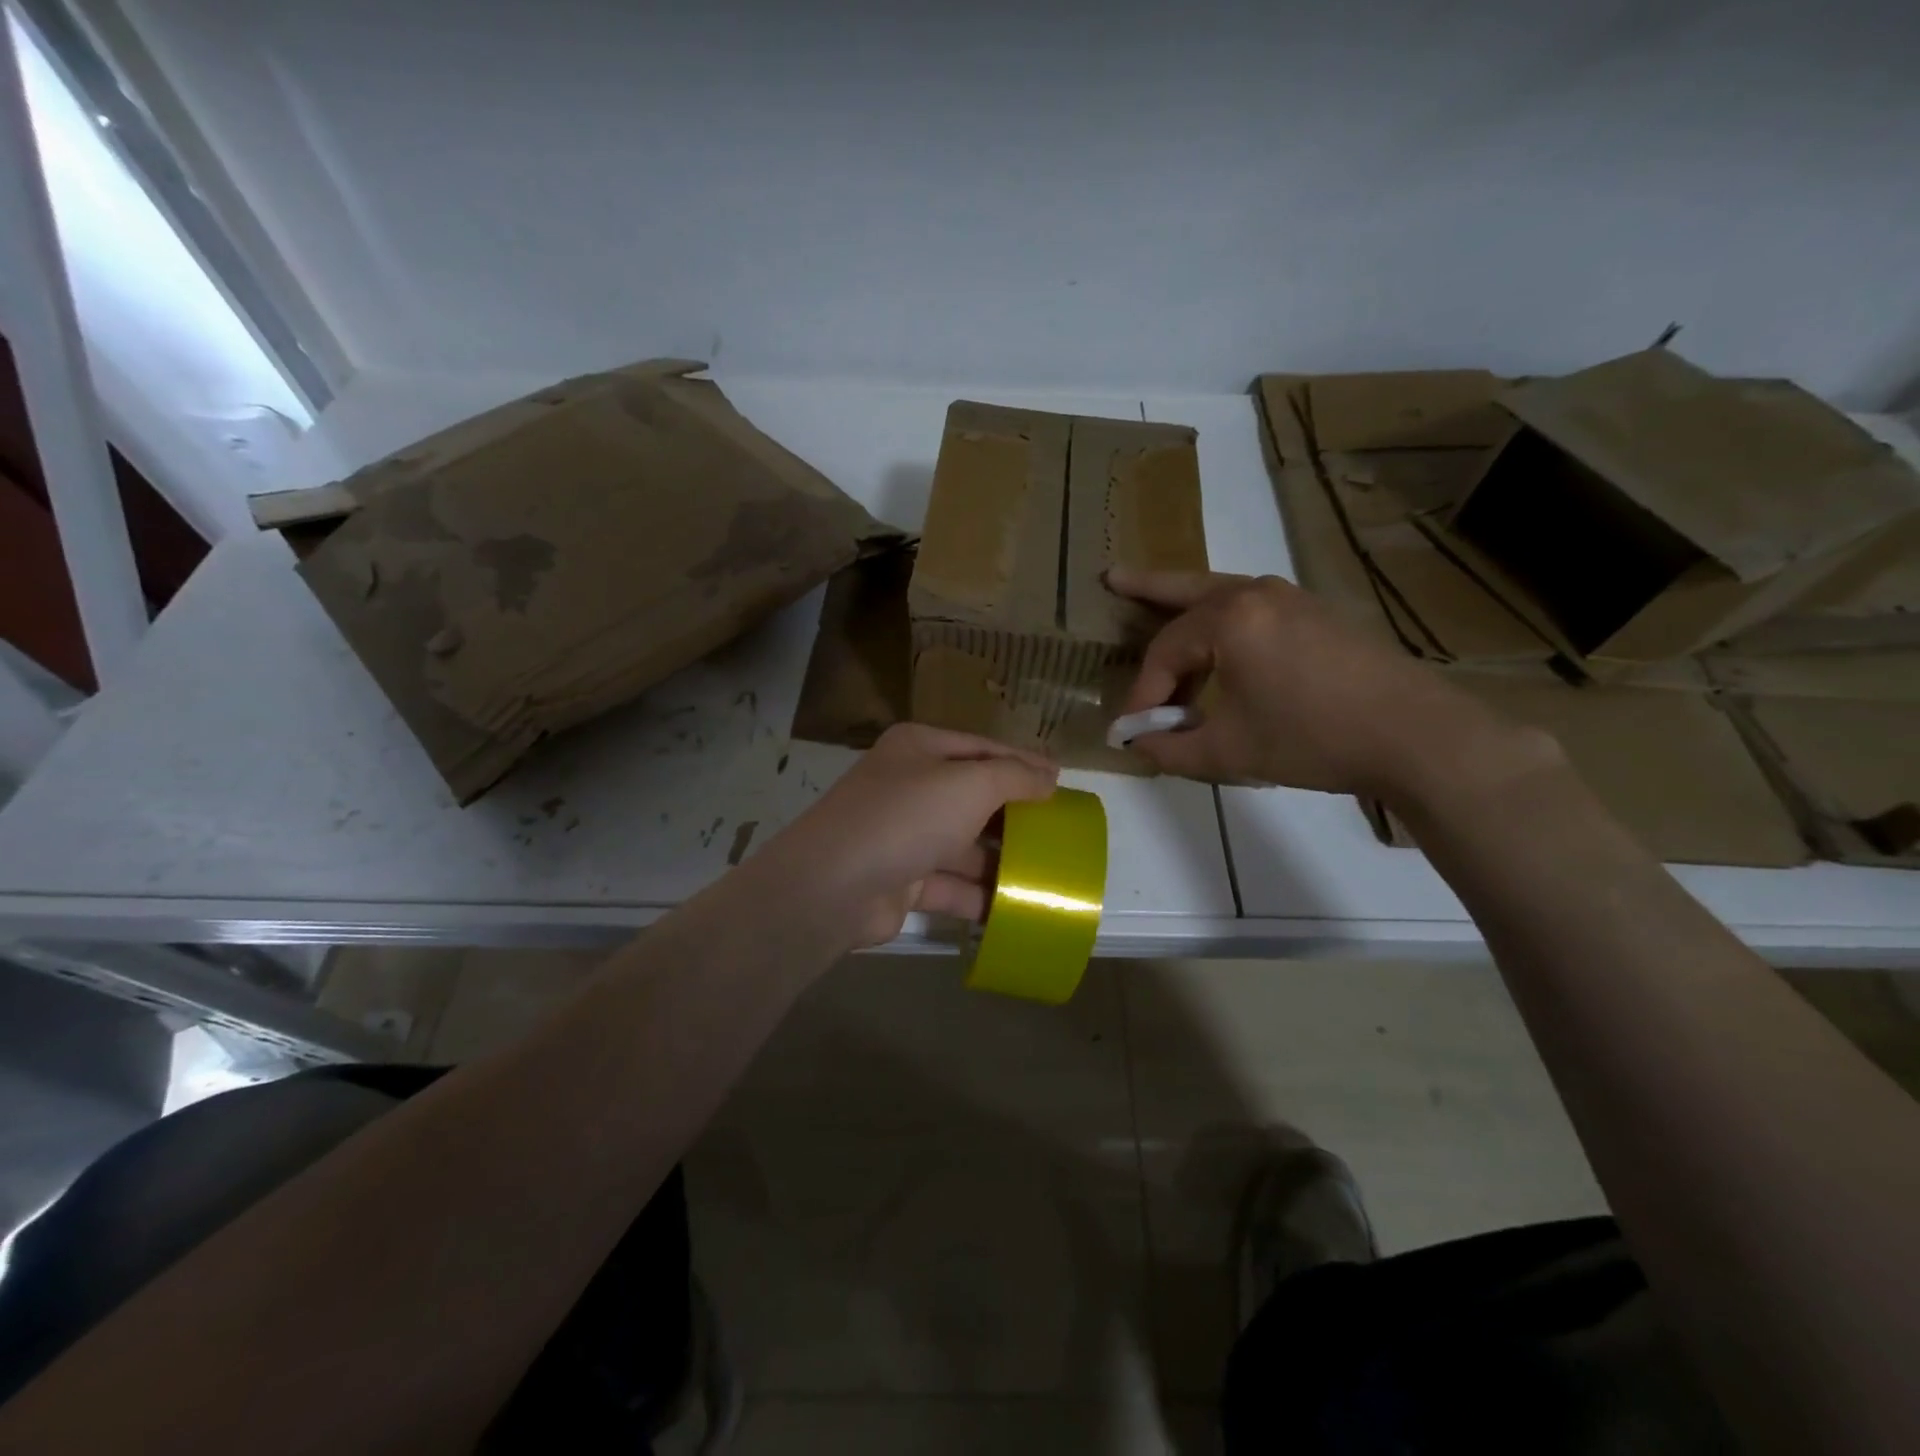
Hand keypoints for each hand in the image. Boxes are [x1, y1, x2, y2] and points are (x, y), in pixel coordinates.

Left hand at [758, 723, 1059, 947]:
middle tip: (1059, 830)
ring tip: (1047, 873)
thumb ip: (1015, 777)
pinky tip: (1016, 908)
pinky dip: (979, 895)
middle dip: (1015, 814)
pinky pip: (950, 884)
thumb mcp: (970, 784)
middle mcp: (909, 786)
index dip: (1023, 762)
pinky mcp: (901, 880)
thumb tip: (1049, 775)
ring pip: (963, 844)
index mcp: (920, 748)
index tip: (1062, 780)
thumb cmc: (907, 816)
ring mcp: (903, 834)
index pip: (982, 748)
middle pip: (974, 797)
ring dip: (1000, 859)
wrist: (834, 885)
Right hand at [1107, 568, 1517, 798]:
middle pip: (1186, 589)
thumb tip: (1137, 746)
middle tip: (1111, 576)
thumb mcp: (1229, 751)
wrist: (1413, 734)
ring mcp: (1291, 599)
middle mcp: (1257, 594)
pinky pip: (1250, 607)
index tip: (1134, 730)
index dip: (1143, 693)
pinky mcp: (1315, 614)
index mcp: (1230, 618)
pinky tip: (1216, 640)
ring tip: (1155, 606)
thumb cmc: (1312, 738)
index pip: (1165, 652)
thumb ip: (1170, 748)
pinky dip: (1221, 619)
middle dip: (1146, 587)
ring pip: (1221, 593)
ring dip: (1185, 604)